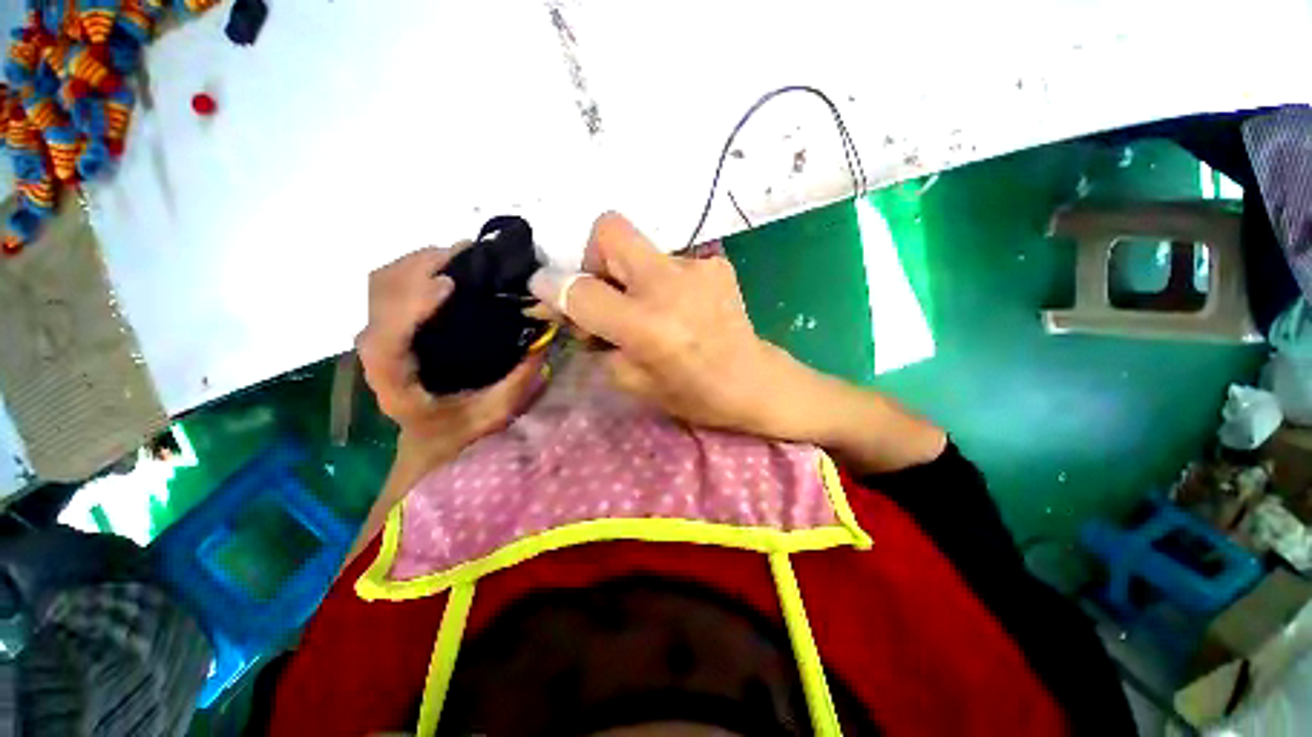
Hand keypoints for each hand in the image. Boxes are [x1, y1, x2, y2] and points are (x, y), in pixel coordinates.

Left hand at [356, 245, 545, 460]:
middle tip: (468, 253)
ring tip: (462, 254)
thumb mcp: (494, 414)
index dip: (413, 303)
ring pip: (383, 281)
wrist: (428, 439)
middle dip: (420, 265)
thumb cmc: (458, 432)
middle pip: (381, 292)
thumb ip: (517, 382)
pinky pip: (391, 284)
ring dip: (418, 260)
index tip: (449, 283)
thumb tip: (542, 342)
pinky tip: (450, 267)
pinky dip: (416, 268)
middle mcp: (378, 351)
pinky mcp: (391, 325)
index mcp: (395, 378)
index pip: (389, 334)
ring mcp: (380, 334)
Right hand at [528, 212, 807, 436]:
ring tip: (652, 309)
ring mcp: (697, 268)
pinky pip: (671, 262)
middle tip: (608, 293)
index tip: (544, 288)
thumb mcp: (631, 381)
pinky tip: (680, 307)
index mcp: (646, 327)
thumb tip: (573, 307)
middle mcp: (669, 287)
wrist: (752, 381)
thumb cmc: (691, 393)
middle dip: (595, 258)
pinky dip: (664, 282)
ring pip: (642, 248)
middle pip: (610, 230)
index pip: (582, 291)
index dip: (554, 287)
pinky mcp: (716, 264)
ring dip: (633, 276)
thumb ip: (596, 341)